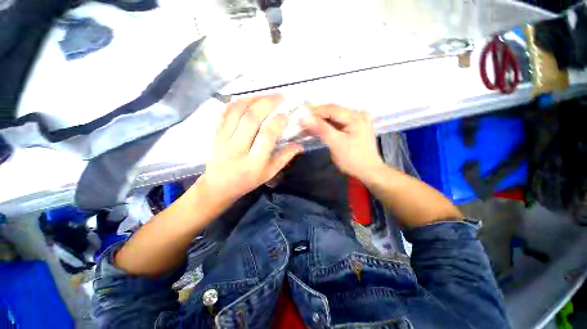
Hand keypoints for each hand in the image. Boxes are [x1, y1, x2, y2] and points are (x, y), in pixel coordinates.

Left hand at [200, 95, 301, 205]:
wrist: (218, 185)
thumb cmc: (247, 181)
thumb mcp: (268, 174)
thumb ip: (284, 158)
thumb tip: (299, 145)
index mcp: (253, 162)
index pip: (266, 136)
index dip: (277, 123)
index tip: (286, 115)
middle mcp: (237, 148)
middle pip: (251, 119)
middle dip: (267, 103)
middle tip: (280, 96)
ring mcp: (223, 139)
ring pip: (237, 111)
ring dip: (254, 99)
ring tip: (267, 94)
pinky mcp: (215, 133)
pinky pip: (225, 112)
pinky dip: (238, 101)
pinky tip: (249, 98)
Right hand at [302, 104, 383, 180]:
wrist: (368, 173)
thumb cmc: (353, 159)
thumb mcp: (336, 144)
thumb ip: (321, 129)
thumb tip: (305, 117)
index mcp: (355, 117)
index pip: (331, 109)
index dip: (315, 111)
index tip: (300, 114)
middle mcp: (358, 115)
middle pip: (333, 112)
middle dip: (317, 115)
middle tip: (302, 120)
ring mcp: (357, 122)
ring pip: (334, 118)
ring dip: (321, 121)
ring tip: (307, 124)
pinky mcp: (354, 129)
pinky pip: (338, 124)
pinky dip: (327, 126)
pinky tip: (318, 129)